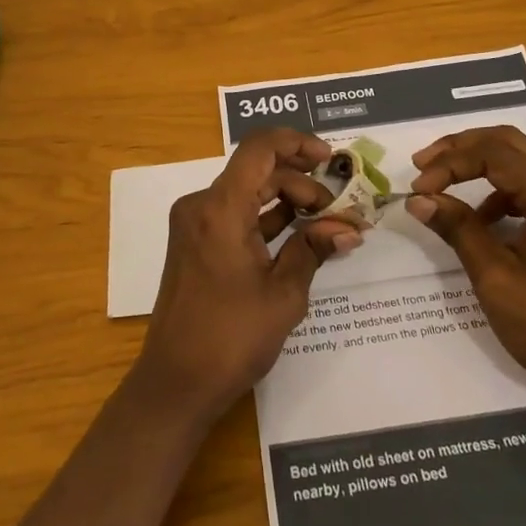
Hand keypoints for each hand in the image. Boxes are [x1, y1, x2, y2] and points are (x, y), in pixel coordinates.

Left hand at [134, 129, 360, 423]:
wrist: (175, 383)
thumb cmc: (231, 338)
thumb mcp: (283, 294)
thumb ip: (314, 249)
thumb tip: (349, 229)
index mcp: (220, 208)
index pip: (259, 148)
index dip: (297, 142)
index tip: (330, 159)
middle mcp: (202, 205)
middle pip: (257, 170)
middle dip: (301, 182)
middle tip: (337, 211)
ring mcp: (195, 223)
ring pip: (247, 191)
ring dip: (286, 199)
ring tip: (325, 222)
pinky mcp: (195, 242)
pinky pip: (235, 213)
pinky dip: (266, 218)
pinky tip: (298, 235)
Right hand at [407, 125, 525, 438]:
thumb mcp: (495, 278)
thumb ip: (457, 229)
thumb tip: (418, 199)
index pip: (494, 154)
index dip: (450, 163)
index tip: (418, 189)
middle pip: (509, 142)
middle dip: (461, 148)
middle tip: (423, 164)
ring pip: (520, 160)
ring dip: (478, 164)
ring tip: (442, 186)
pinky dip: (497, 189)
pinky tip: (479, 219)